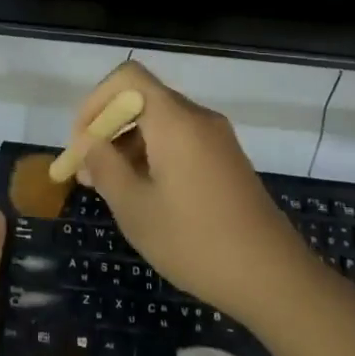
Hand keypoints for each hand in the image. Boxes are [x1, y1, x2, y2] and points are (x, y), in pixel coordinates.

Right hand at [73, 61, 307, 320]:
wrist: (273, 277)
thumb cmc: (195, 241)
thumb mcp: (135, 208)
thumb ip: (105, 167)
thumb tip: (88, 143)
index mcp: (175, 120)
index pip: (127, 78)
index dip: (95, 102)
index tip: (81, 143)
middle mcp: (198, 118)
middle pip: (142, 100)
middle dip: (108, 128)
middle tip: (87, 171)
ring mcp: (217, 139)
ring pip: (160, 123)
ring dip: (128, 146)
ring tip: (109, 188)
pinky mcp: (226, 160)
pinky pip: (180, 141)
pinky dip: (153, 156)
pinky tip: (143, 195)